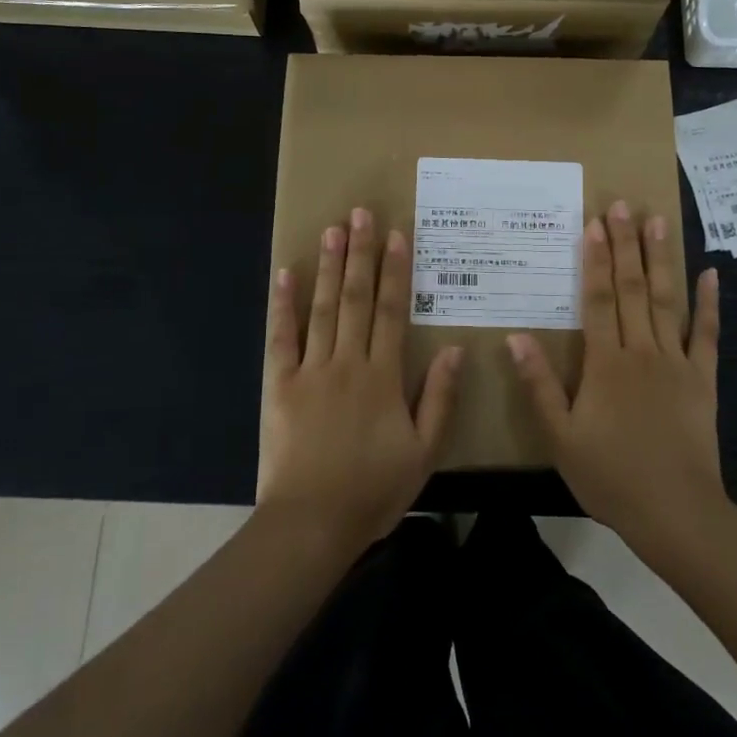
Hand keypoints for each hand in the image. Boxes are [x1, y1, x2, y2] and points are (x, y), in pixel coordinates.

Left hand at [260, 208, 461, 553]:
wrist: (313, 522)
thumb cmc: (373, 489)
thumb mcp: (424, 451)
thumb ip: (439, 398)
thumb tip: (456, 350)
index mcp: (383, 376)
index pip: (391, 312)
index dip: (395, 272)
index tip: (396, 235)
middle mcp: (347, 362)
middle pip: (356, 299)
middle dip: (360, 254)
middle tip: (360, 213)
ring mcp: (310, 370)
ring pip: (322, 309)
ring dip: (328, 267)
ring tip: (332, 229)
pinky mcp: (280, 385)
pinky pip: (281, 338)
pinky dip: (283, 306)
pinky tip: (285, 275)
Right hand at [508, 201, 726, 551]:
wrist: (675, 512)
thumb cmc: (610, 476)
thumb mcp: (560, 436)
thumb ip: (539, 385)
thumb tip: (516, 337)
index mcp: (606, 363)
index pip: (599, 300)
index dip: (595, 260)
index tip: (594, 223)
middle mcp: (641, 351)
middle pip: (632, 289)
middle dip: (626, 245)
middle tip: (622, 205)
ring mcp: (677, 362)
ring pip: (666, 301)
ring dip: (660, 260)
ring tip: (657, 221)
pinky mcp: (703, 379)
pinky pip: (707, 335)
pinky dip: (710, 304)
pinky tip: (711, 273)